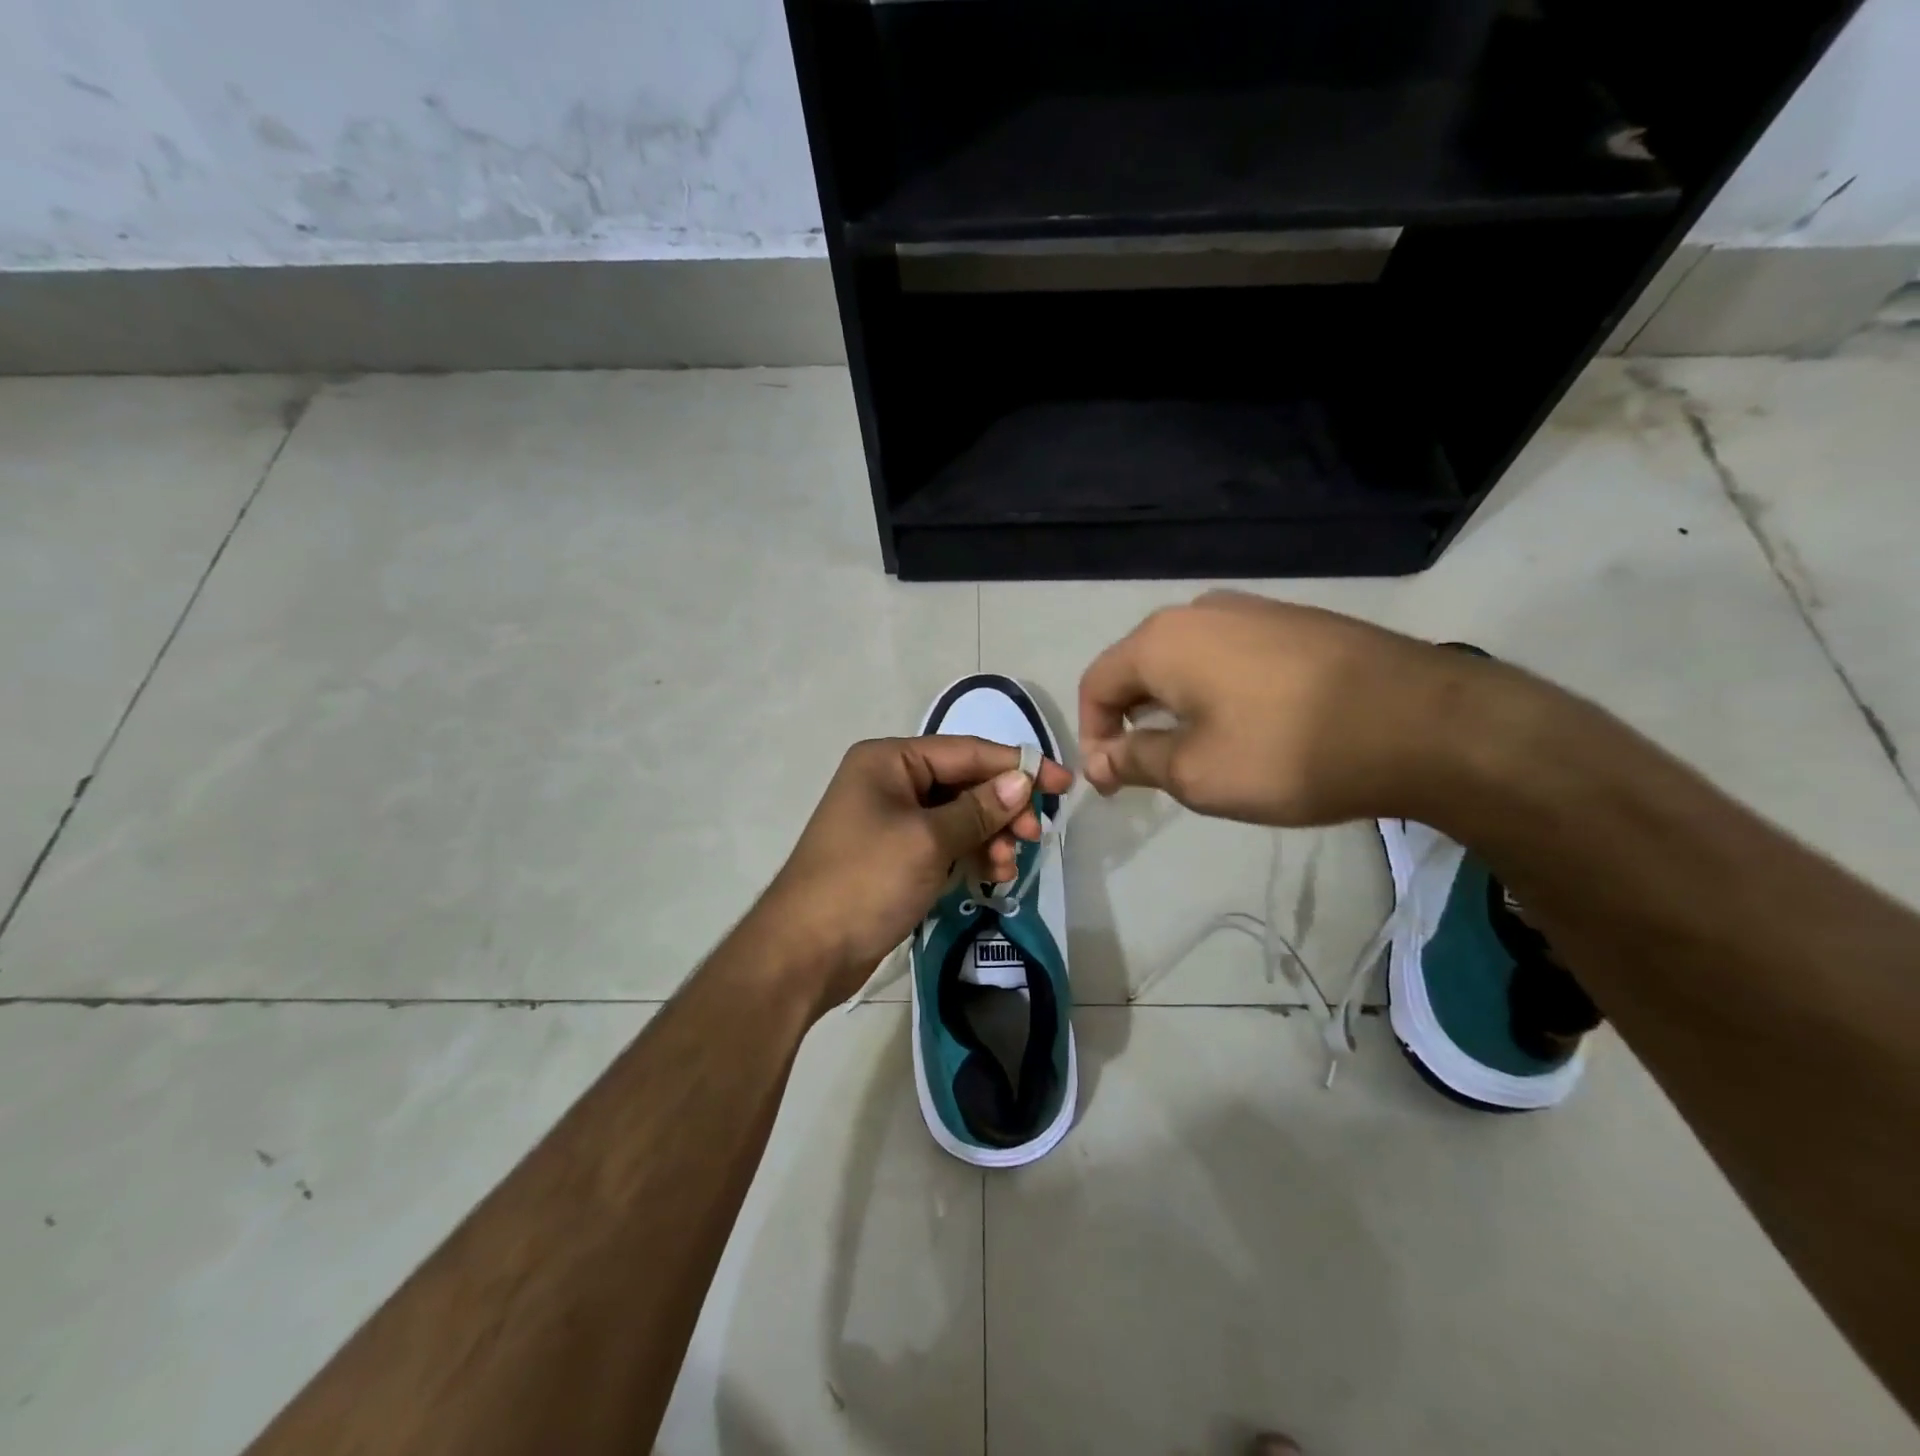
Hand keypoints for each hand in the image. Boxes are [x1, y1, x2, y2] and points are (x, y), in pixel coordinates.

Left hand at [757, 736, 1073, 1011]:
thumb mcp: (928, 841)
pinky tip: (990, 876)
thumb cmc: (865, 882)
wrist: (804, 952)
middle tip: (1034, 837)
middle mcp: (889, 781)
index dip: (1017, 765)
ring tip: (1007, 868)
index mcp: (889, 760)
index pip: (966, 751)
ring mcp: (891, 820)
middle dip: (1003, 808)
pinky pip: (945, 843)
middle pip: (964, 783)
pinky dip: (970, 855)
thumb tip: (1023, 779)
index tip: (1063, 783)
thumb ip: (979, 808)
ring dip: (990, 837)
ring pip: (959, 816)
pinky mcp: (895, 855)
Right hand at [1078, 591, 1479, 826]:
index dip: (1092, 734)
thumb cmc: (1287, 753)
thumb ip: (1134, 761)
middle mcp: (1200, 611)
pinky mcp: (1296, 622)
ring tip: (1199, 753)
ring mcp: (1254, 610)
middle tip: (1149, 772)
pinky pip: (1230, 656)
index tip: (1112, 781)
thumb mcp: (1195, 773)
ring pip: (1187, 661)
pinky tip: (1249, 726)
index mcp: (1163, 640)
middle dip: (1132, 721)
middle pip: (1140, 667)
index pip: (1097, 683)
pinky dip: (1217, 693)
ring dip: (1175, 708)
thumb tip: (1098, 760)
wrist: (1422, 723)